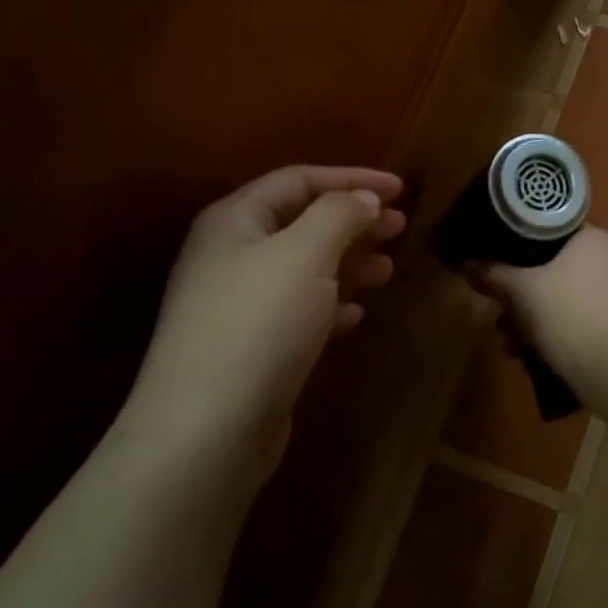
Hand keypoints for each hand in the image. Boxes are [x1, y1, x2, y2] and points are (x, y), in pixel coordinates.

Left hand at [113, 166, 405, 487]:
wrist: (207, 428)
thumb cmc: (258, 324)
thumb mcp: (304, 254)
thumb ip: (339, 215)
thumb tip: (364, 198)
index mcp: (235, 221)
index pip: (298, 180)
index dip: (352, 178)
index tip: (400, 189)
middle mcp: (231, 256)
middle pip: (301, 224)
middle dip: (354, 222)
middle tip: (400, 228)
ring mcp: (237, 306)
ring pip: (303, 270)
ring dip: (348, 265)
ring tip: (388, 271)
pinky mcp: (250, 349)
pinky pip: (298, 313)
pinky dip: (331, 307)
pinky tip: (356, 317)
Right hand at [473, 226, 607, 395]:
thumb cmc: (567, 313)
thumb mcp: (519, 291)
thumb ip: (493, 275)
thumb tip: (468, 264)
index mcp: (595, 240)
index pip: (555, 234)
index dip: (524, 250)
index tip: (505, 270)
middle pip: (560, 273)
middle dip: (528, 299)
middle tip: (504, 319)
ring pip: (573, 303)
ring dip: (541, 323)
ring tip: (516, 348)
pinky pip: (590, 325)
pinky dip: (566, 338)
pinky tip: (542, 360)